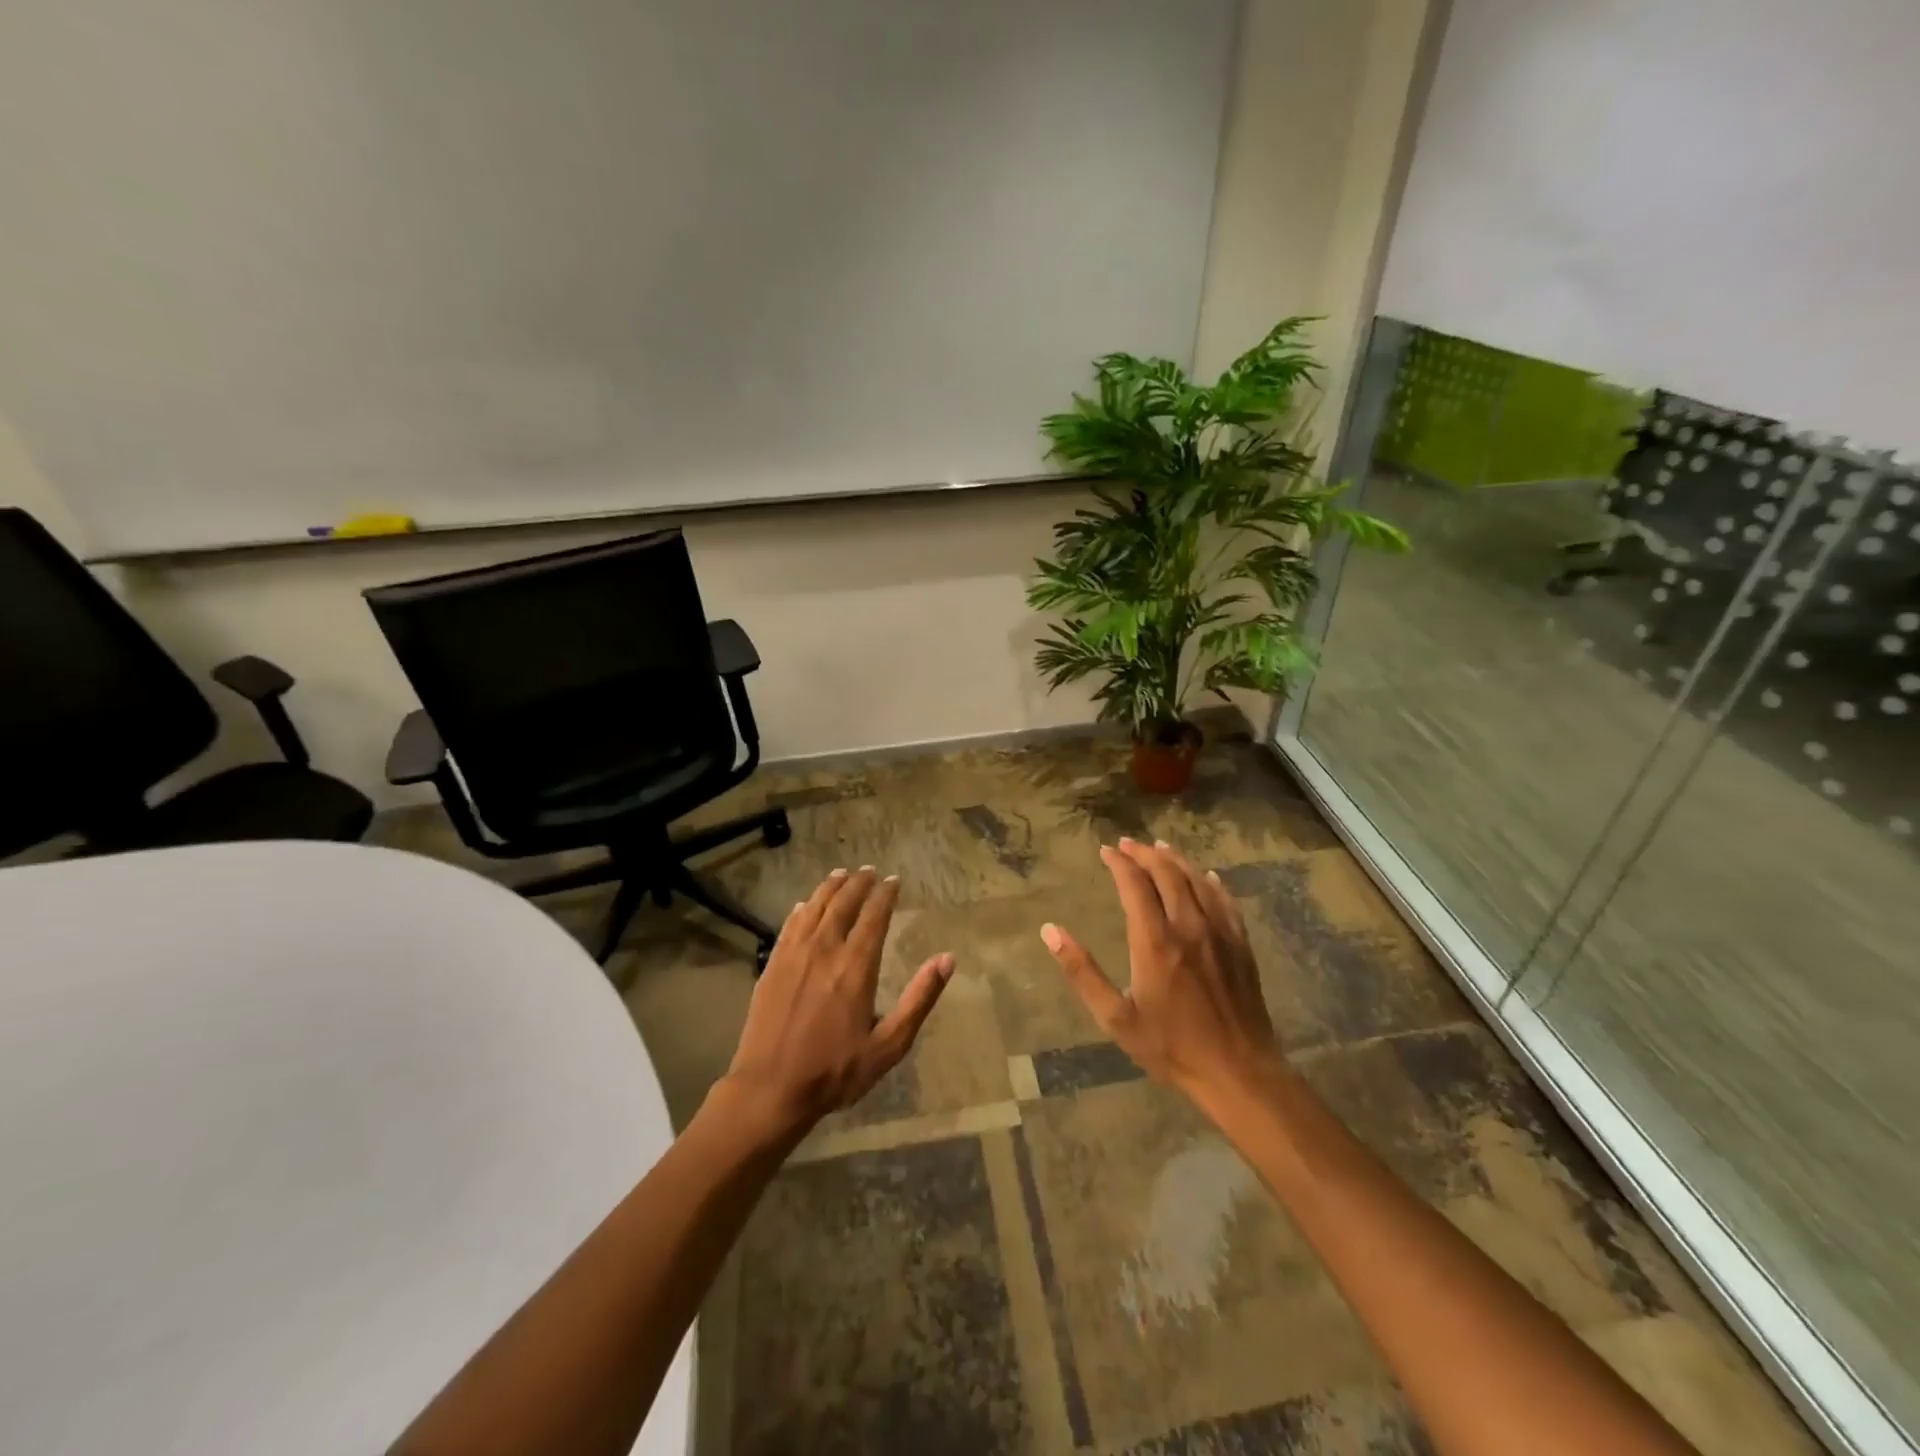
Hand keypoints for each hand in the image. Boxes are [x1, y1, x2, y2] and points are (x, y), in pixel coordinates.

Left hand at [721, 866, 954, 1136]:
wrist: (770, 1089)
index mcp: (856, 966)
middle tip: (869, 871)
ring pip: (814, 907)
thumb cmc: (835, 1071)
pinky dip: (801, 909)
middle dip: (858, 883)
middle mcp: (825, 949)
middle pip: (843, 903)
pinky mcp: (772, 965)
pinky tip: (804, 905)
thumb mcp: (889, 1045)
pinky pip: (789, 925)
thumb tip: (947, 959)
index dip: (885, 894)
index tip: (893, 880)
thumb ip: (919, 999)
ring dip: (830, 887)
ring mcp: (794, 955)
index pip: (874, 916)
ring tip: (841, 874)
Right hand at [1041, 837, 1278, 1103]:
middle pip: (1167, 873)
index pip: (1134, 884)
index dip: (1119, 863)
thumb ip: (1082, 972)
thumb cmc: (1171, 1047)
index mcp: (1155, 941)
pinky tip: (1205, 876)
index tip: (1106, 851)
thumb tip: (1050, 931)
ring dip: (1175, 860)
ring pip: (1196, 880)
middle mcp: (1188, 926)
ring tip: (1159, 848)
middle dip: (1144, 854)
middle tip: (1127, 844)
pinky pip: (1225, 900)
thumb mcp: (1115, 1017)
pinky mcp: (1241, 944)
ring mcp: (1219, 933)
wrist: (1238, 1072)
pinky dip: (1210, 882)